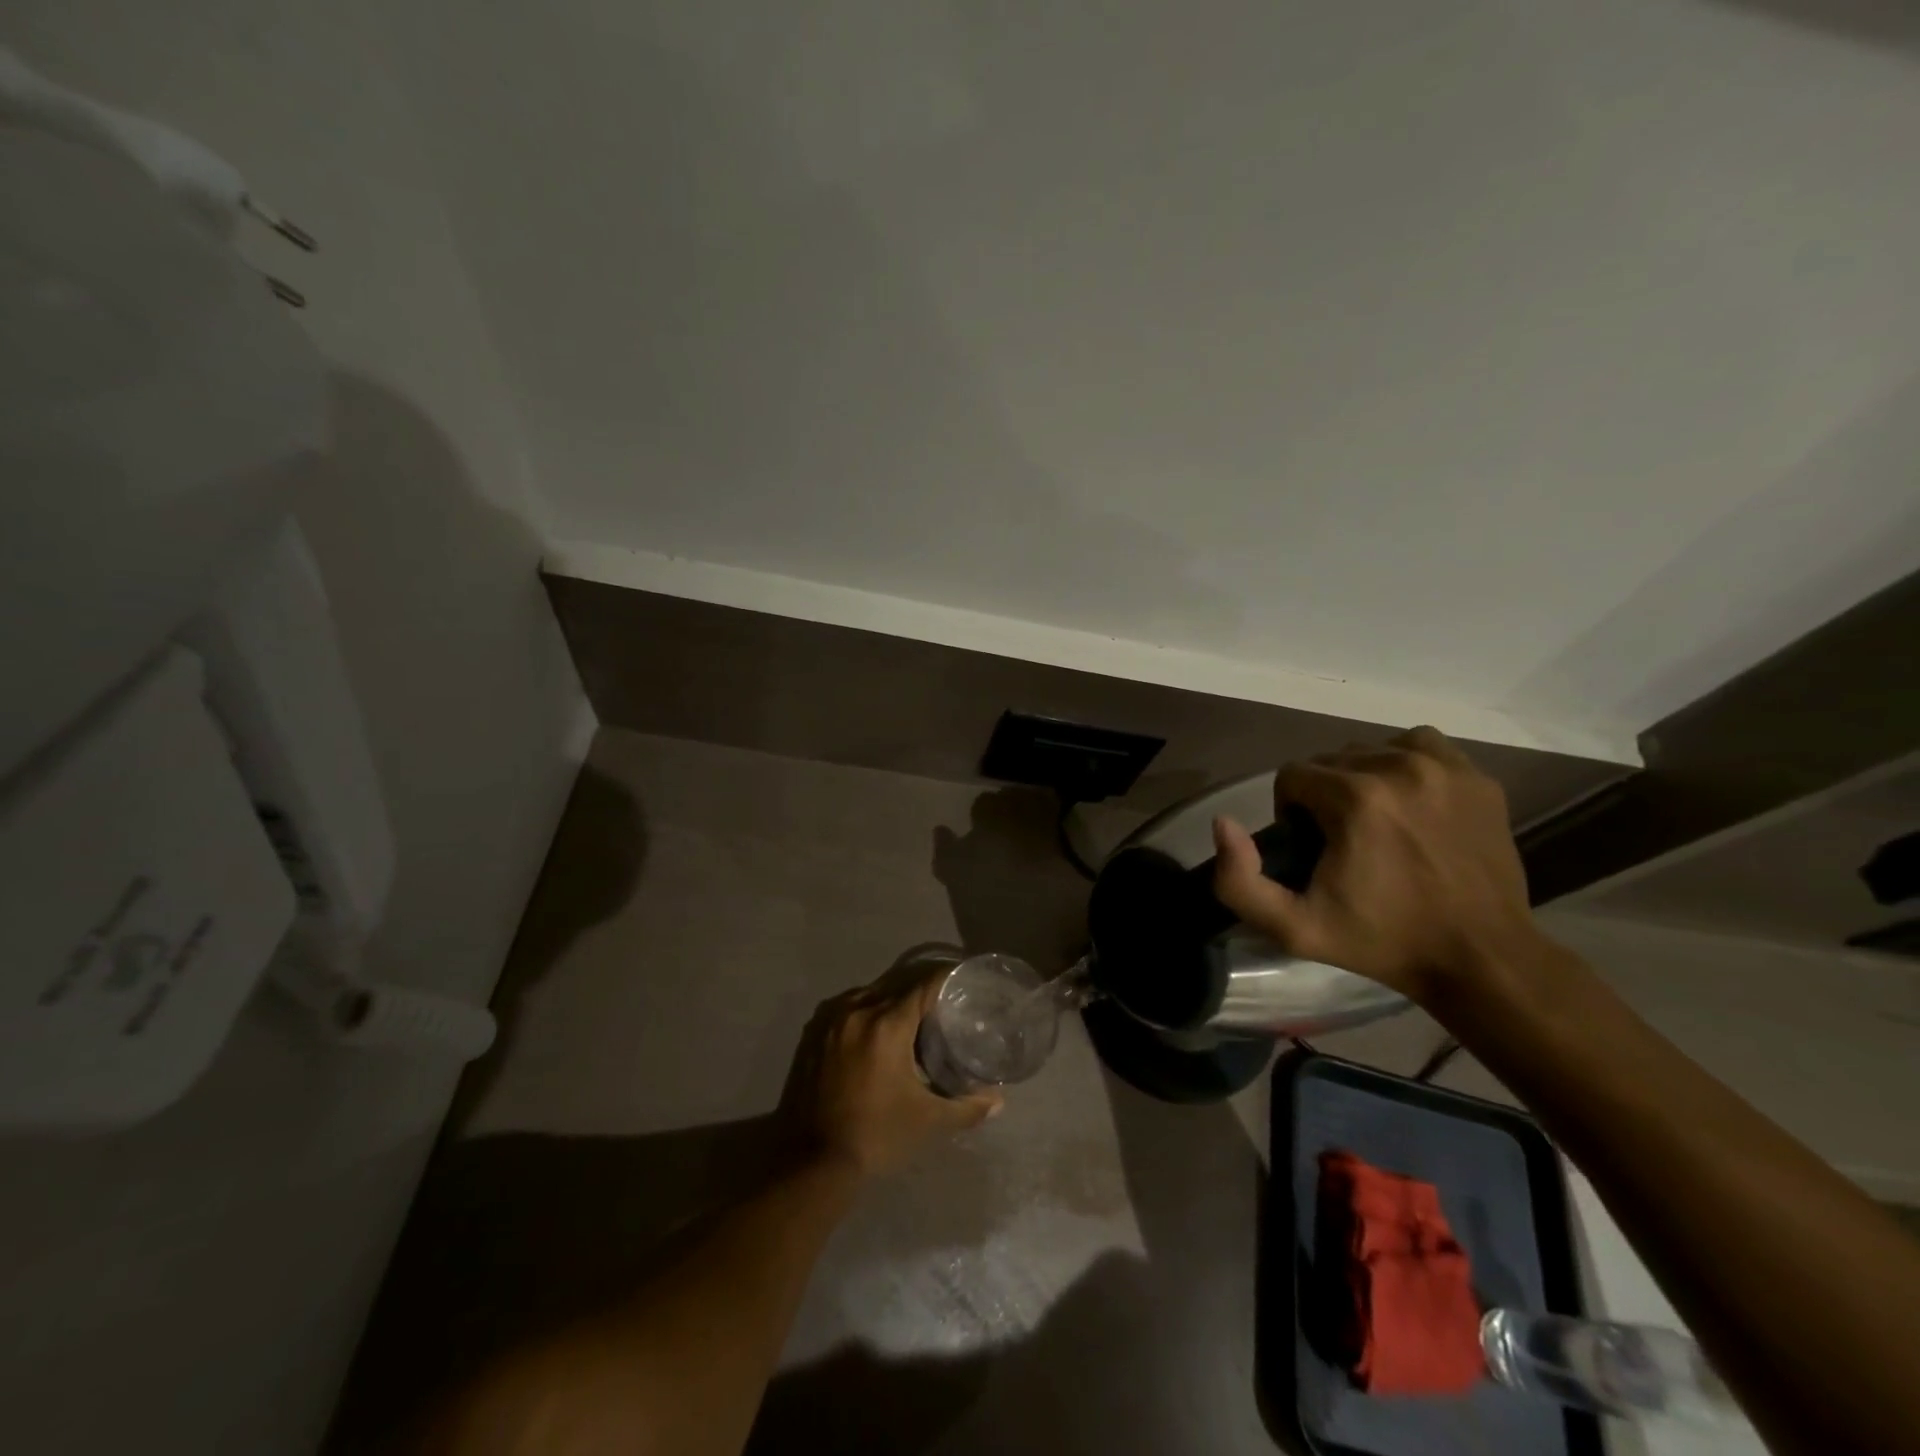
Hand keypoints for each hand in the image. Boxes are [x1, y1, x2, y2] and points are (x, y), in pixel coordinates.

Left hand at [783, 972, 1002, 1179]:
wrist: (814, 1163)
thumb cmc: (876, 1136)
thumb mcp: (927, 1122)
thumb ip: (966, 1108)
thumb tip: (998, 1102)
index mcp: (886, 1024)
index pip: (923, 986)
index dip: (946, 979)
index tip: (963, 982)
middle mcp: (857, 1011)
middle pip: (897, 987)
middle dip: (920, 993)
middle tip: (943, 1006)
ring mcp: (831, 1021)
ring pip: (870, 995)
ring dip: (891, 1001)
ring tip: (912, 1019)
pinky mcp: (813, 1035)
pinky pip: (848, 1009)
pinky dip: (866, 1012)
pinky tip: (877, 1033)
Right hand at [1210, 726, 1540, 1004]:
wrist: (1482, 958)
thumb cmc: (1382, 942)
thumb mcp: (1294, 928)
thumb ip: (1239, 881)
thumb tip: (1224, 823)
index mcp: (1355, 798)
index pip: (1293, 774)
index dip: (1290, 810)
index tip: (1310, 847)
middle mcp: (1399, 768)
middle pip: (1332, 759)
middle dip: (1325, 793)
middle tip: (1342, 840)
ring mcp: (1445, 768)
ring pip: (1374, 749)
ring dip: (1363, 778)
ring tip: (1377, 822)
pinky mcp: (1477, 778)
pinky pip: (1421, 747)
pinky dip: (1406, 765)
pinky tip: (1409, 802)